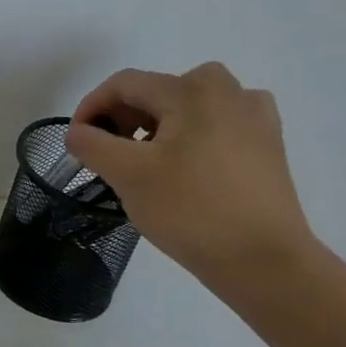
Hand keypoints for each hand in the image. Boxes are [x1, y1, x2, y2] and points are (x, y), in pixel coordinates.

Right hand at [65, 62, 314, 285]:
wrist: (265, 261)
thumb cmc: (191, 210)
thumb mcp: (127, 174)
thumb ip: (91, 144)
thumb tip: (79, 132)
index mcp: (193, 91)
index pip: (124, 84)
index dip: (91, 107)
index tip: (77, 141)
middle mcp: (229, 91)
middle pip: (157, 91)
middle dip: (124, 118)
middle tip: (108, 154)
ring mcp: (255, 117)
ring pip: (187, 107)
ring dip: (156, 127)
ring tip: (144, 163)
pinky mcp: (268, 145)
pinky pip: (216, 125)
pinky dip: (190, 136)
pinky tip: (185, 166)